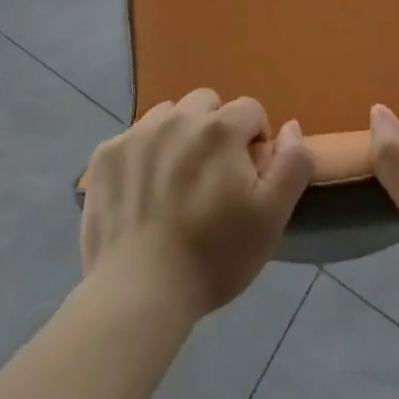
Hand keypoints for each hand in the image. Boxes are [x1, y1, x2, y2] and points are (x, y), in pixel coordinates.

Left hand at [81, 89, 314, 318]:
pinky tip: (143, 191)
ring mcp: (137, 133)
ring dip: (179, 135)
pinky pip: (134, 137)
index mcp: (220, 128)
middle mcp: (178, 117)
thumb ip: (292, 163)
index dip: (255, 141)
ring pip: (169, 115)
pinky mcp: (106, 155)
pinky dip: (144, 154)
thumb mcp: (272, 217)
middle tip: (212, 176)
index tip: (248, 177)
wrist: (138, 294)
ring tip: (177, 180)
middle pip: (207, 104)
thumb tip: (291, 126)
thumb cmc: (214, 256)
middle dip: (216, 129)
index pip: (250, 110)